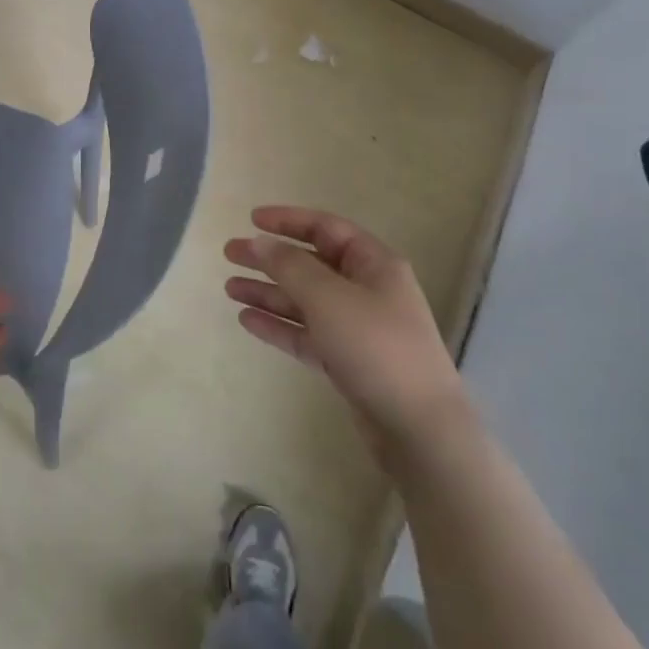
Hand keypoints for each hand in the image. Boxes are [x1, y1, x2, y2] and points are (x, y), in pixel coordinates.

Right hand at [224, 207, 464, 464]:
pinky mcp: (347, 362)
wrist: (419, 429)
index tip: (251, 219)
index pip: (325, 228)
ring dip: (268, 293)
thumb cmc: (376, 347)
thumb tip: (259, 241)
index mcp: (373, 264)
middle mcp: (366, 290)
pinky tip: (247, 321)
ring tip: (229, 289)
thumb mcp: (328, 298)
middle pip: (310, 264)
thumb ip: (289, 266)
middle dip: (270, 258)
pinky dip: (279, 326)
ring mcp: (357, 327)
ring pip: (304, 301)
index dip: (288, 220)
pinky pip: (306, 334)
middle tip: (230, 254)